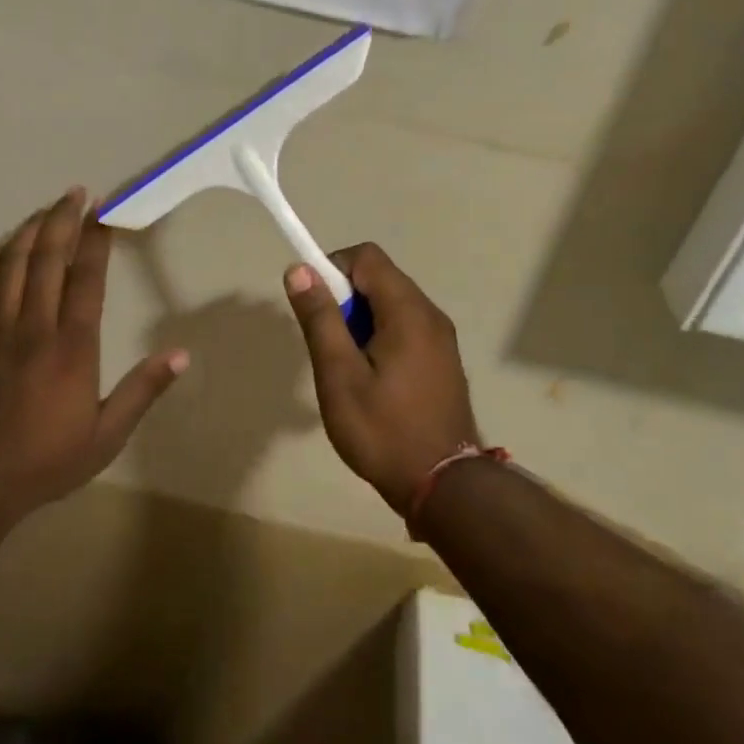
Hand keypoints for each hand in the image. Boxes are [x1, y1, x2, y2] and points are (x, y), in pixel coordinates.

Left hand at [0, 189, 188, 521]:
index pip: (86, 279)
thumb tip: (181, 355)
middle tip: (75, 193)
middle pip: (45, 259)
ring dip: (27, 232)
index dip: (95, 240)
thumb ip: (143, 391)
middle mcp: (34, 328)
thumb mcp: (107, 435)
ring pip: (9, 266)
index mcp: (72, 347)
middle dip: (61, 220)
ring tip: (44, 211)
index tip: (104, 212)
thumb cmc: (48, 460)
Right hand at [283, 244, 477, 515]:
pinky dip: (380, 337)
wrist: (443, 486)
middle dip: (345, 299)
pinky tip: (371, 380)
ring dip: (360, 320)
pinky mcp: (442, 360)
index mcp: (407, 311)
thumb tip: (299, 269)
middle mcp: (430, 315)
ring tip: (346, 367)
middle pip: (380, 279)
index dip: (332, 269)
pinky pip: (405, 328)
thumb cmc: (383, 430)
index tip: (314, 307)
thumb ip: (320, 318)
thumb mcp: (339, 375)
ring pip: (391, 305)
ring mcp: (441, 338)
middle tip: (328, 346)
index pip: (366, 257)